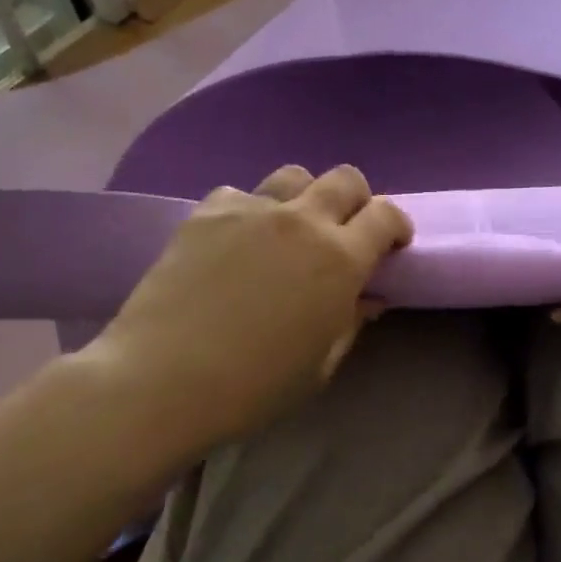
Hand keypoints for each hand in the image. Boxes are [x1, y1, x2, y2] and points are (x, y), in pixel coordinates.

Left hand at [83, 164, 411, 454]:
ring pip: (294, 175)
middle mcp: (302, 220)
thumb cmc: (254, 386)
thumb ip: (351, 321)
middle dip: (357, 200)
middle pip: (345, 179)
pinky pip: (241, 194)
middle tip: (345, 232)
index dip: (396, 225)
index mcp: (340, 258)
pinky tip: (236, 242)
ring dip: (304, 197)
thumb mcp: (320, 365)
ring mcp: (252, 209)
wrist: (163, 380)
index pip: (385, 215)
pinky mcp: (208, 211)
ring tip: (290, 229)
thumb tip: (368, 297)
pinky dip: (250, 211)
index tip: (392, 245)